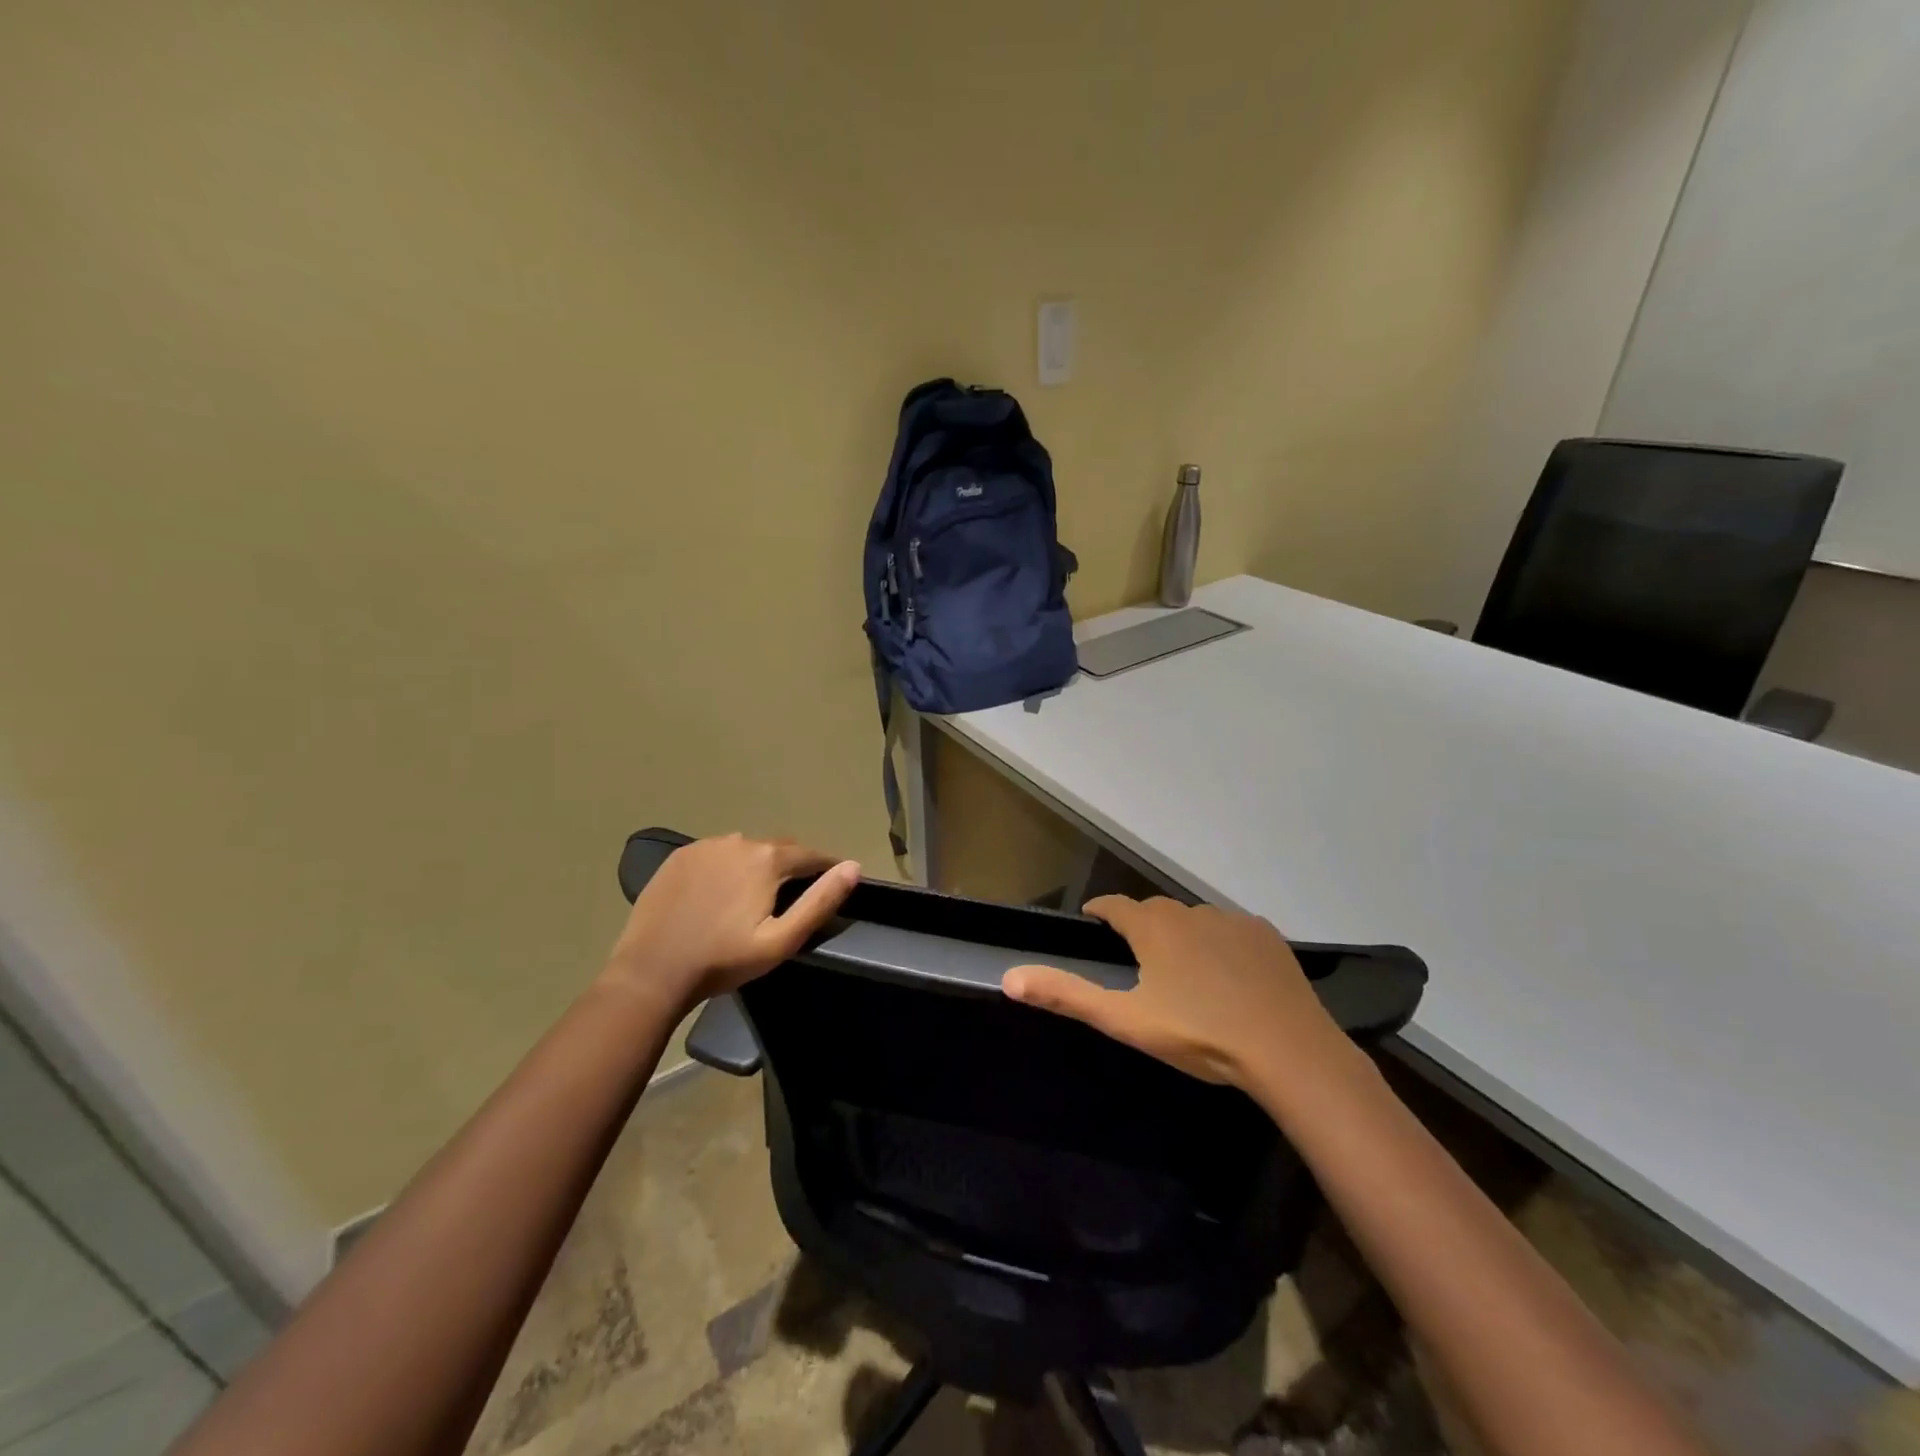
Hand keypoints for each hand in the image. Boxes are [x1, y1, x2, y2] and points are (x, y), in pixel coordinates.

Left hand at [603, 835, 859, 1012]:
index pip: (810, 855)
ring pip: (746, 850)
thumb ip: (820, 901)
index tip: (836, 879)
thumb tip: (853, 867)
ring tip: (758, 895)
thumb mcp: (781, 940)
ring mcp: (705, 846)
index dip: (826, 867)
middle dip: (793, 866)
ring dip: (758, 865)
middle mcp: (739, 841)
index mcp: (768, 858)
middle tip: (795, 894)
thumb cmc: (723, 960)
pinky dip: (727, 867)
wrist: (652, 971)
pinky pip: (716, 854)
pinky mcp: (679, 857)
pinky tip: (721, 892)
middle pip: (778, 848)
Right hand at [1002, 896, 1349, 1090]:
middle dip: (1141, 926)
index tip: (1093, 922)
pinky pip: (1232, 930)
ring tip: (1185, 970)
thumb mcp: (1126, 1020)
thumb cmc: (1199, 1035)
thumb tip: (1009, 977)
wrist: (1288, 1051)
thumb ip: (1067, 995)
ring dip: (1183, 934)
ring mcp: (1232, 920)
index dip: (1100, 912)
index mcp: (1154, 928)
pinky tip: (1230, 974)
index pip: (1114, 906)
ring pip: (1195, 920)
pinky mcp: (1266, 935)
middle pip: (1155, 911)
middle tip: (1138, 958)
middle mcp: (1190, 912)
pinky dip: (1222, 943)